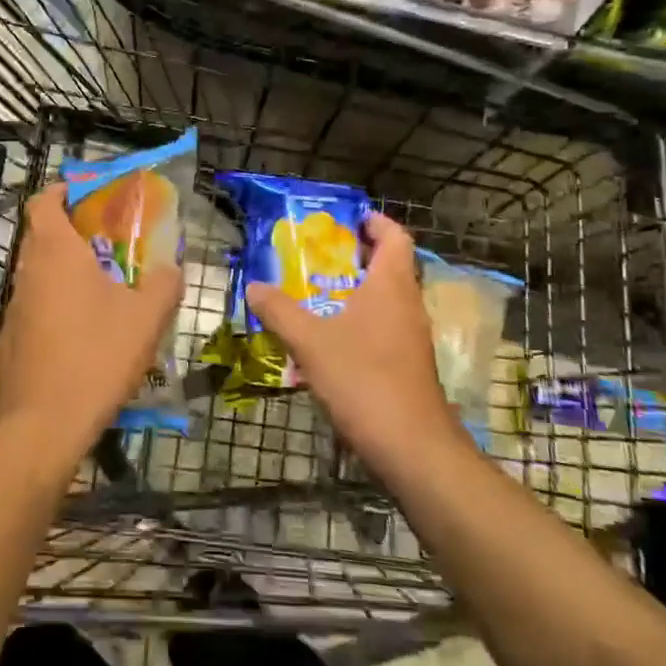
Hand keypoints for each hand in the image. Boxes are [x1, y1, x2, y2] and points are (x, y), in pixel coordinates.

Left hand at [0, 182, 184, 469]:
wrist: (42, 425)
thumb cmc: (96, 357)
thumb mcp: (145, 319)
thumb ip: (163, 284)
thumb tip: (172, 268)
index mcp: (55, 253)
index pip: (43, 201)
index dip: (61, 191)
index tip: (86, 196)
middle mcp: (27, 272)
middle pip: (42, 236)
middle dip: (73, 234)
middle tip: (110, 244)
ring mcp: (13, 308)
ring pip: (39, 275)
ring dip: (66, 274)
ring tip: (104, 291)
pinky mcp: (9, 341)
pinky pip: (34, 310)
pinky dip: (55, 308)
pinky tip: (83, 335)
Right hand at [245, 211, 456, 477]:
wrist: (412, 447)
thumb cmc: (364, 380)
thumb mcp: (311, 341)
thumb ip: (280, 310)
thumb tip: (254, 286)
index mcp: (391, 286)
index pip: (395, 237)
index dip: (374, 222)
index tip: (346, 218)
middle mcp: (407, 305)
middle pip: (387, 266)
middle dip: (352, 256)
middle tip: (315, 255)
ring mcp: (411, 337)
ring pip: (384, 300)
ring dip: (353, 291)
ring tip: (312, 293)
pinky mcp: (407, 365)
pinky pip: (382, 328)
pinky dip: (357, 322)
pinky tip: (326, 340)